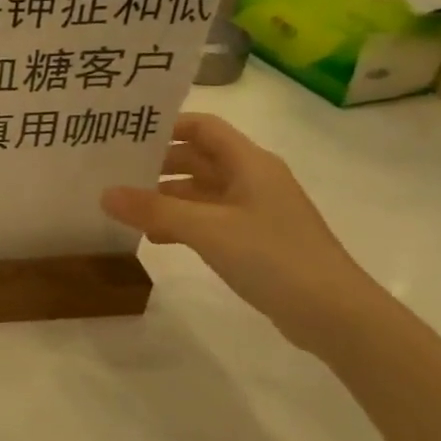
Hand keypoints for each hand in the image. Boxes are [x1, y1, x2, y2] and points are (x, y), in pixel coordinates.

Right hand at [102, 113, 382, 351]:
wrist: (336, 315)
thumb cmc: (274, 258)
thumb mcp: (207, 230)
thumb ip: (154, 210)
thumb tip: (104, 194)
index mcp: (249, 163)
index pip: (202, 127)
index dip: (166, 126)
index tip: (125, 135)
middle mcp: (253, 179)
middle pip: (198, 158)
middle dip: (157, 163)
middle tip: (113, 171)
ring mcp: (255, 211)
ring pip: (201, 191)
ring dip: (165, 196)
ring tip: (124, 206)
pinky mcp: (254, 241)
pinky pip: (208, 220)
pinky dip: (181, 223)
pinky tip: (154, 238)